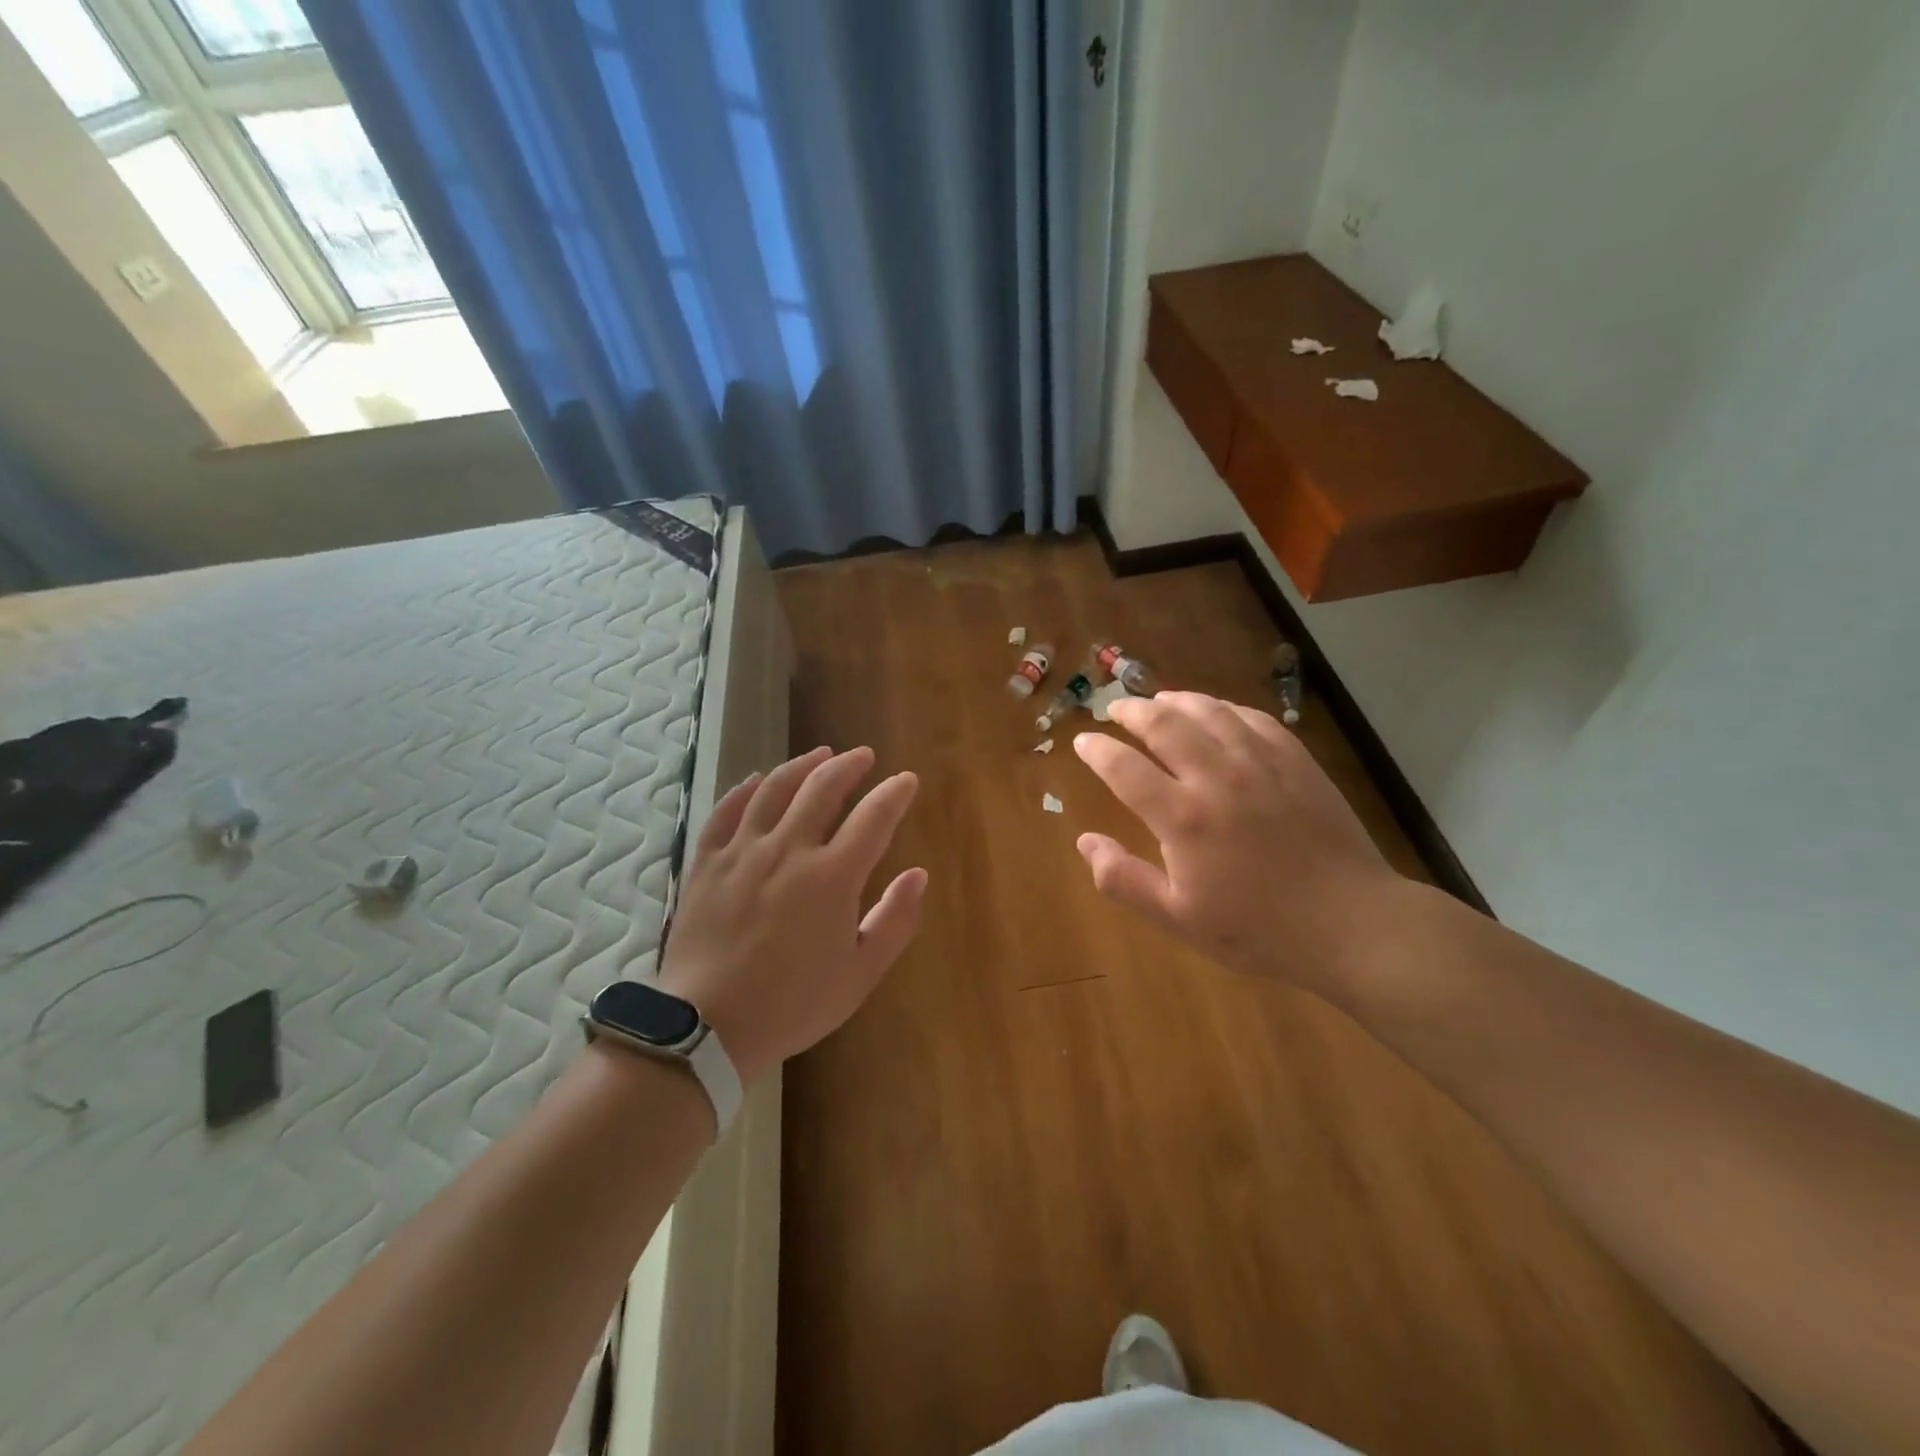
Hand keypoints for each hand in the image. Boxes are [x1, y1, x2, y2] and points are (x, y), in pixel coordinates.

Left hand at [656, 746, 925, 1085]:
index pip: (873, 817)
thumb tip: (918, 874)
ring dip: (802, 765)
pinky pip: (726, 811)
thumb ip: (895, 920)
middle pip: (822, 788)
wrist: (707, 1027)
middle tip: (864, 756)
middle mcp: (789, 849)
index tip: (906, 780)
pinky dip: (745, 789)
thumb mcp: (860, 973)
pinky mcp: (706, 862)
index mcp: (832, 876)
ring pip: (774, 789)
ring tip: (820, 753)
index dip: (894, 793)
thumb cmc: (793, 1003)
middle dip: (849, 765)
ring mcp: (742, 851)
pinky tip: (757, 779)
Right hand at [1073, 692, 1403, 997]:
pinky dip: (1225, 708)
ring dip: (1176, 700)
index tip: (1083, 742)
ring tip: (1159, 699)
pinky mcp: (1296, 761)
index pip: (1124, 768)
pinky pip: (1253, 718)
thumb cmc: (1257, 929)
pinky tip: (1218, 712)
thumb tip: (1084, 840)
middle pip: (1164, 724)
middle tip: (1115, 708)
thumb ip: (1123, 880)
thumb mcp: (1178, 918)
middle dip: (1131, 710)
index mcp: (1183, 818)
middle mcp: (1217, 777)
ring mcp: (1261, 764)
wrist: (1350, 923)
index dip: (1097, 750)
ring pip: (1209, 711)